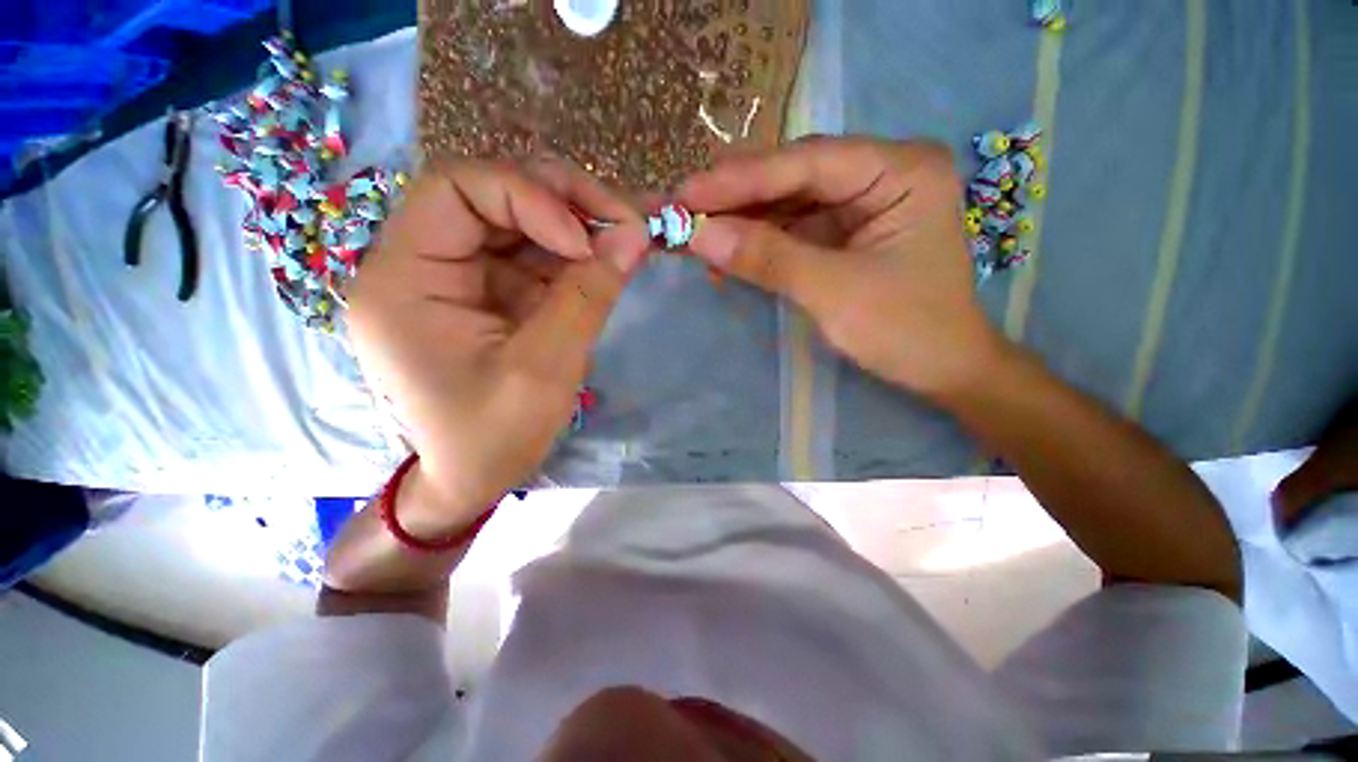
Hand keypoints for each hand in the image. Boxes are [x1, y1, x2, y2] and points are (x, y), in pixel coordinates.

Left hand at [346, 159, 647, 532]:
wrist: (473, 480)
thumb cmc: (493, 437)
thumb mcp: (545, 369)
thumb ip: (588, 296)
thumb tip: (635, 235)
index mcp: (404, 280)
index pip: (457, 188)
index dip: (528, 196)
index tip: (585, 242)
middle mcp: (424, 264)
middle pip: (492, 193)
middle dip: (563, 200)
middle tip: (623, 222)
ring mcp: (462, 277)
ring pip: (521, 219)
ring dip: (578, 224)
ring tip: (627, 240)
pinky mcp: (493, 293)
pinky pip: (536, 255)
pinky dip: (577, 255)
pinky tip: (609, 262)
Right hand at [677, 136, 1006, 399]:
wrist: (941, 370)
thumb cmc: (906, 330)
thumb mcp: (834, 293)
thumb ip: (768, 258)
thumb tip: (699, 236)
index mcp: (901, 170)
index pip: (808, 162)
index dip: (741, 179)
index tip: (686, 193)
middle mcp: (880, 172)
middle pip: (793, 177)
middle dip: (734, 198)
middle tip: (679, 209)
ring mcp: (860, 203)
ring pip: (786, 202)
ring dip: (738, 220)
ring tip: (690, 231)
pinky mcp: (843, 232)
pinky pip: (790, 229)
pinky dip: (755, 242)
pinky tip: (723, 253)